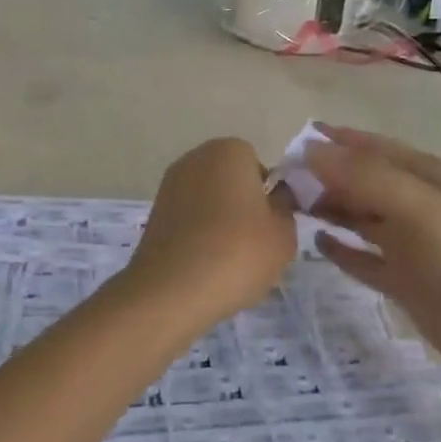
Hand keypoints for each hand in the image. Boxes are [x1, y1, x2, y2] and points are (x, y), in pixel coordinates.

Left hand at [122, 138, 297, 326]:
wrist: (172, 290)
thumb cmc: (237, 253)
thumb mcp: (283, 235)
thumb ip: (286, 208)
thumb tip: (277, 197)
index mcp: (229, 150)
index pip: (259, 166)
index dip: (269, 195)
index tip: (271, 225)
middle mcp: (195, 158)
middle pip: (231, 180)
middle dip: (243, 205)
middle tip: (254, 243)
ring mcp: (169, 184)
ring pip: (209, 200)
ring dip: (220, 220)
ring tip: (229, 259)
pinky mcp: (154, 212)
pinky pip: (189, 218)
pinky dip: (199, 234)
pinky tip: (205, 264)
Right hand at [303, 126, 440, 380]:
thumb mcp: (421, 209)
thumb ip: (367, 178)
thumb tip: (311, 151)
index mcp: (427, 177)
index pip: (372, 149)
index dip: (335, 143)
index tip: (292, 142)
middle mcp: (417, 204)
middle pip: (362, 182)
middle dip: (324, 178)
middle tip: (279, 183)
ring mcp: (411, 244)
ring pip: (359, 217)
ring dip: (328, 209)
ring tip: (288, 208)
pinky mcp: (405, 281)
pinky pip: (364, 258)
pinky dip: (342, 249)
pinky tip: (318, 244)